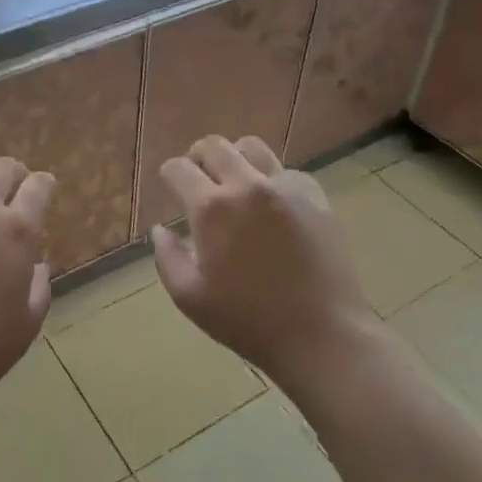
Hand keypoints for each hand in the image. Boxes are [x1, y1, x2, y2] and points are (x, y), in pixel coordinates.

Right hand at [152, 136, 377, 388]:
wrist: (321, 335)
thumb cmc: (248, 321)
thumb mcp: (190, 298)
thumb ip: (167, 257)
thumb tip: (160, 230)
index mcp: (212, 208)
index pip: (179, 168)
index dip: (169, 176)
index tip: (170, 188)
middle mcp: (247, 186)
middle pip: (214, 145)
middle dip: (198, 158)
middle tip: (198, 181)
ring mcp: (285, 188)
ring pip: (252, 147)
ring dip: (235, 159)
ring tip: (234, 184)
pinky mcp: (315, 197)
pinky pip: (286, 171)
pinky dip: (271, 180)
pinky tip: (271, 206)